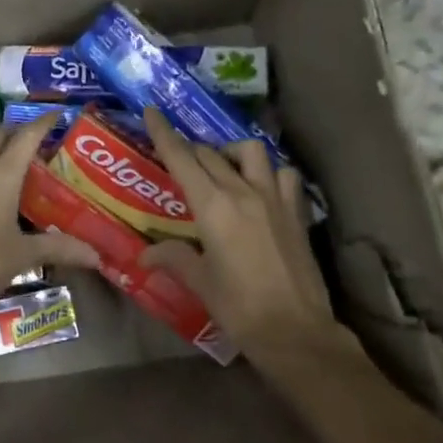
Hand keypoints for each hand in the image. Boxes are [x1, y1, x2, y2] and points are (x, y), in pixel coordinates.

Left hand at [0, 113, 99, 309]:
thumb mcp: (24, 255)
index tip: (61, 114)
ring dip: (4, 151)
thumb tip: (96, 255)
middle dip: (21, 132)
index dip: (44, 122)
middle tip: (47, 142)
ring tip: (30, 165)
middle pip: (0, 137)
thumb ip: (59, 249)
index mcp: (1, 174)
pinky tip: (6, 193)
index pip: (26, 136)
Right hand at [137, 106, 340, 359]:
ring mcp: (274, 199)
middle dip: (190, 150)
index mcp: (213, 207)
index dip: (164, 133)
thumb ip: (173, 258)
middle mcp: (243, 192)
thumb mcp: (200, 282)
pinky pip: (283, 174)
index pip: (182, 159)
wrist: (295, 331)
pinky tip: (260, 188)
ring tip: (222, 169)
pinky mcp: (296, 212)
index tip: (152, 111)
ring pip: (251, 152)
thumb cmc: (239, 308)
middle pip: (210, 154)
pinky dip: (269, 172)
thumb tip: (145, 253)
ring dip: (231, 153)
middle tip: (177, 160)